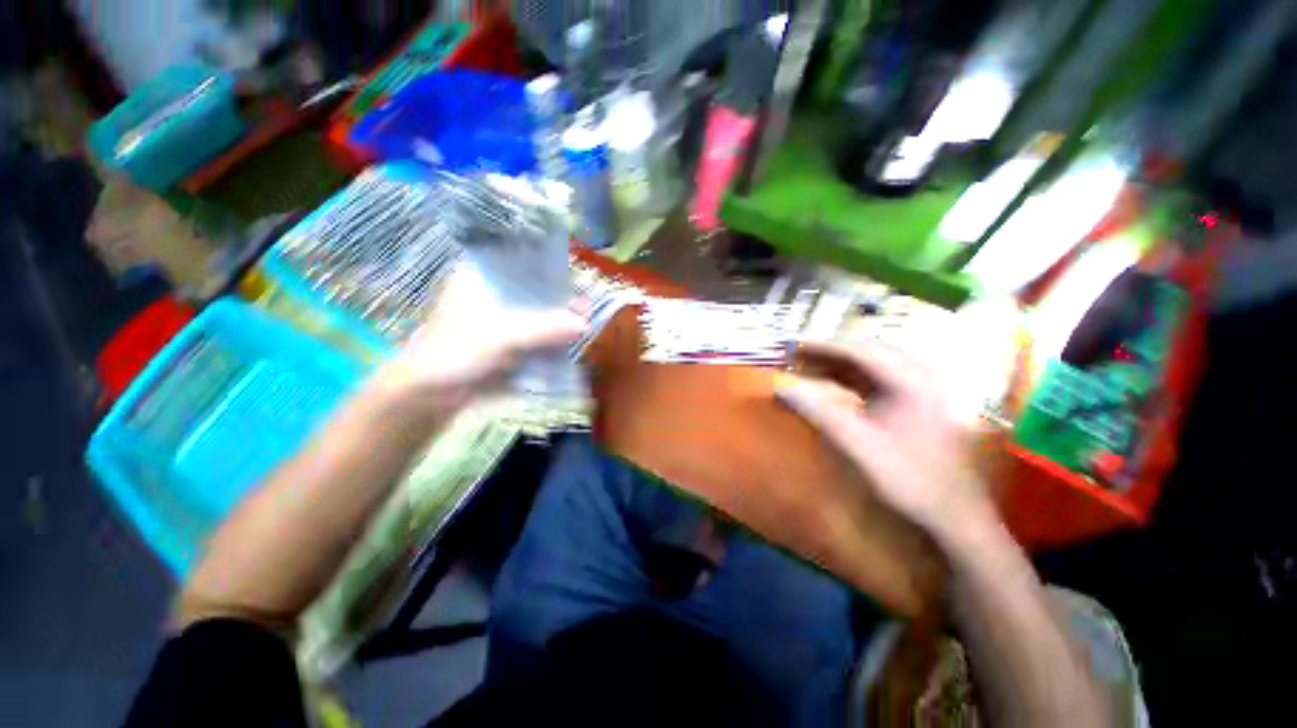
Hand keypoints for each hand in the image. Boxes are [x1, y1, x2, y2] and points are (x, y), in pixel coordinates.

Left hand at [369, 267, 585, 416]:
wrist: (429, 396)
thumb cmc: (457, 352)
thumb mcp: (503, 335)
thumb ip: (546, 327)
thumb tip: (585, 324)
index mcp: (482, 278)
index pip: (521, 261)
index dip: (549, 268)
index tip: (576, 278)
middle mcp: (493, 294)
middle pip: (534, 291)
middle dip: (559, 302)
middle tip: (586, 309)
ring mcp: (500, 321)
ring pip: (536, 316)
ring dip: (558, 324)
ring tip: (584, 327)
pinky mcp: (506, 344)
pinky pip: (535, 337)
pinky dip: (551, 341)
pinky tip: (569, 344)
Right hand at [775, 340, 995, 542]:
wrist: (956, 515)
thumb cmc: (908, 478)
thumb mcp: (857, 444)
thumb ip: (818, 412)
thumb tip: (782, 389)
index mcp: (912, 381)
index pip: (860, 351)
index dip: (823, 348)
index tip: (794, 348)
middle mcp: (924, 376)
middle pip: (870, 351)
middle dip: (833, 353)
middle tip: (801, 358)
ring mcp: (928, 388)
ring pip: (879, 363)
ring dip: (845, 364)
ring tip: (814, 368)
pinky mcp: (926, 402)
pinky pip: (886, 378)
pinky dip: (858, 378)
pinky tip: (841, 385)